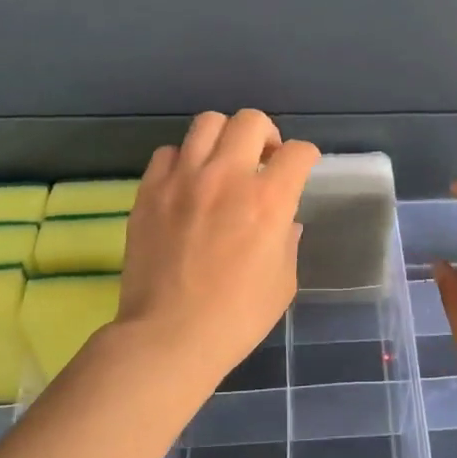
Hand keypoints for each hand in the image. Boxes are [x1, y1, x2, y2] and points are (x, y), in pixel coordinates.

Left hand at [117, 110, 319, 389]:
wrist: (169, 336)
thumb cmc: (237, 317)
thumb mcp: (283, 282)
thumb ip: (288, 241)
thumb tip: (286, 221)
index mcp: (269, 200)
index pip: (298, 152)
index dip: (307, 157)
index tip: (302, 168)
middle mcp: (227, 177)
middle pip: (251, 120)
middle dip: (267, 135)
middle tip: (264, 160)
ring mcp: (183, 179)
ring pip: (207, 123)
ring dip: (225, 137)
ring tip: (224, 163)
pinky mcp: (149, 191)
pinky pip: (168, 152)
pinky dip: (184, 160)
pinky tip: (187, 184)